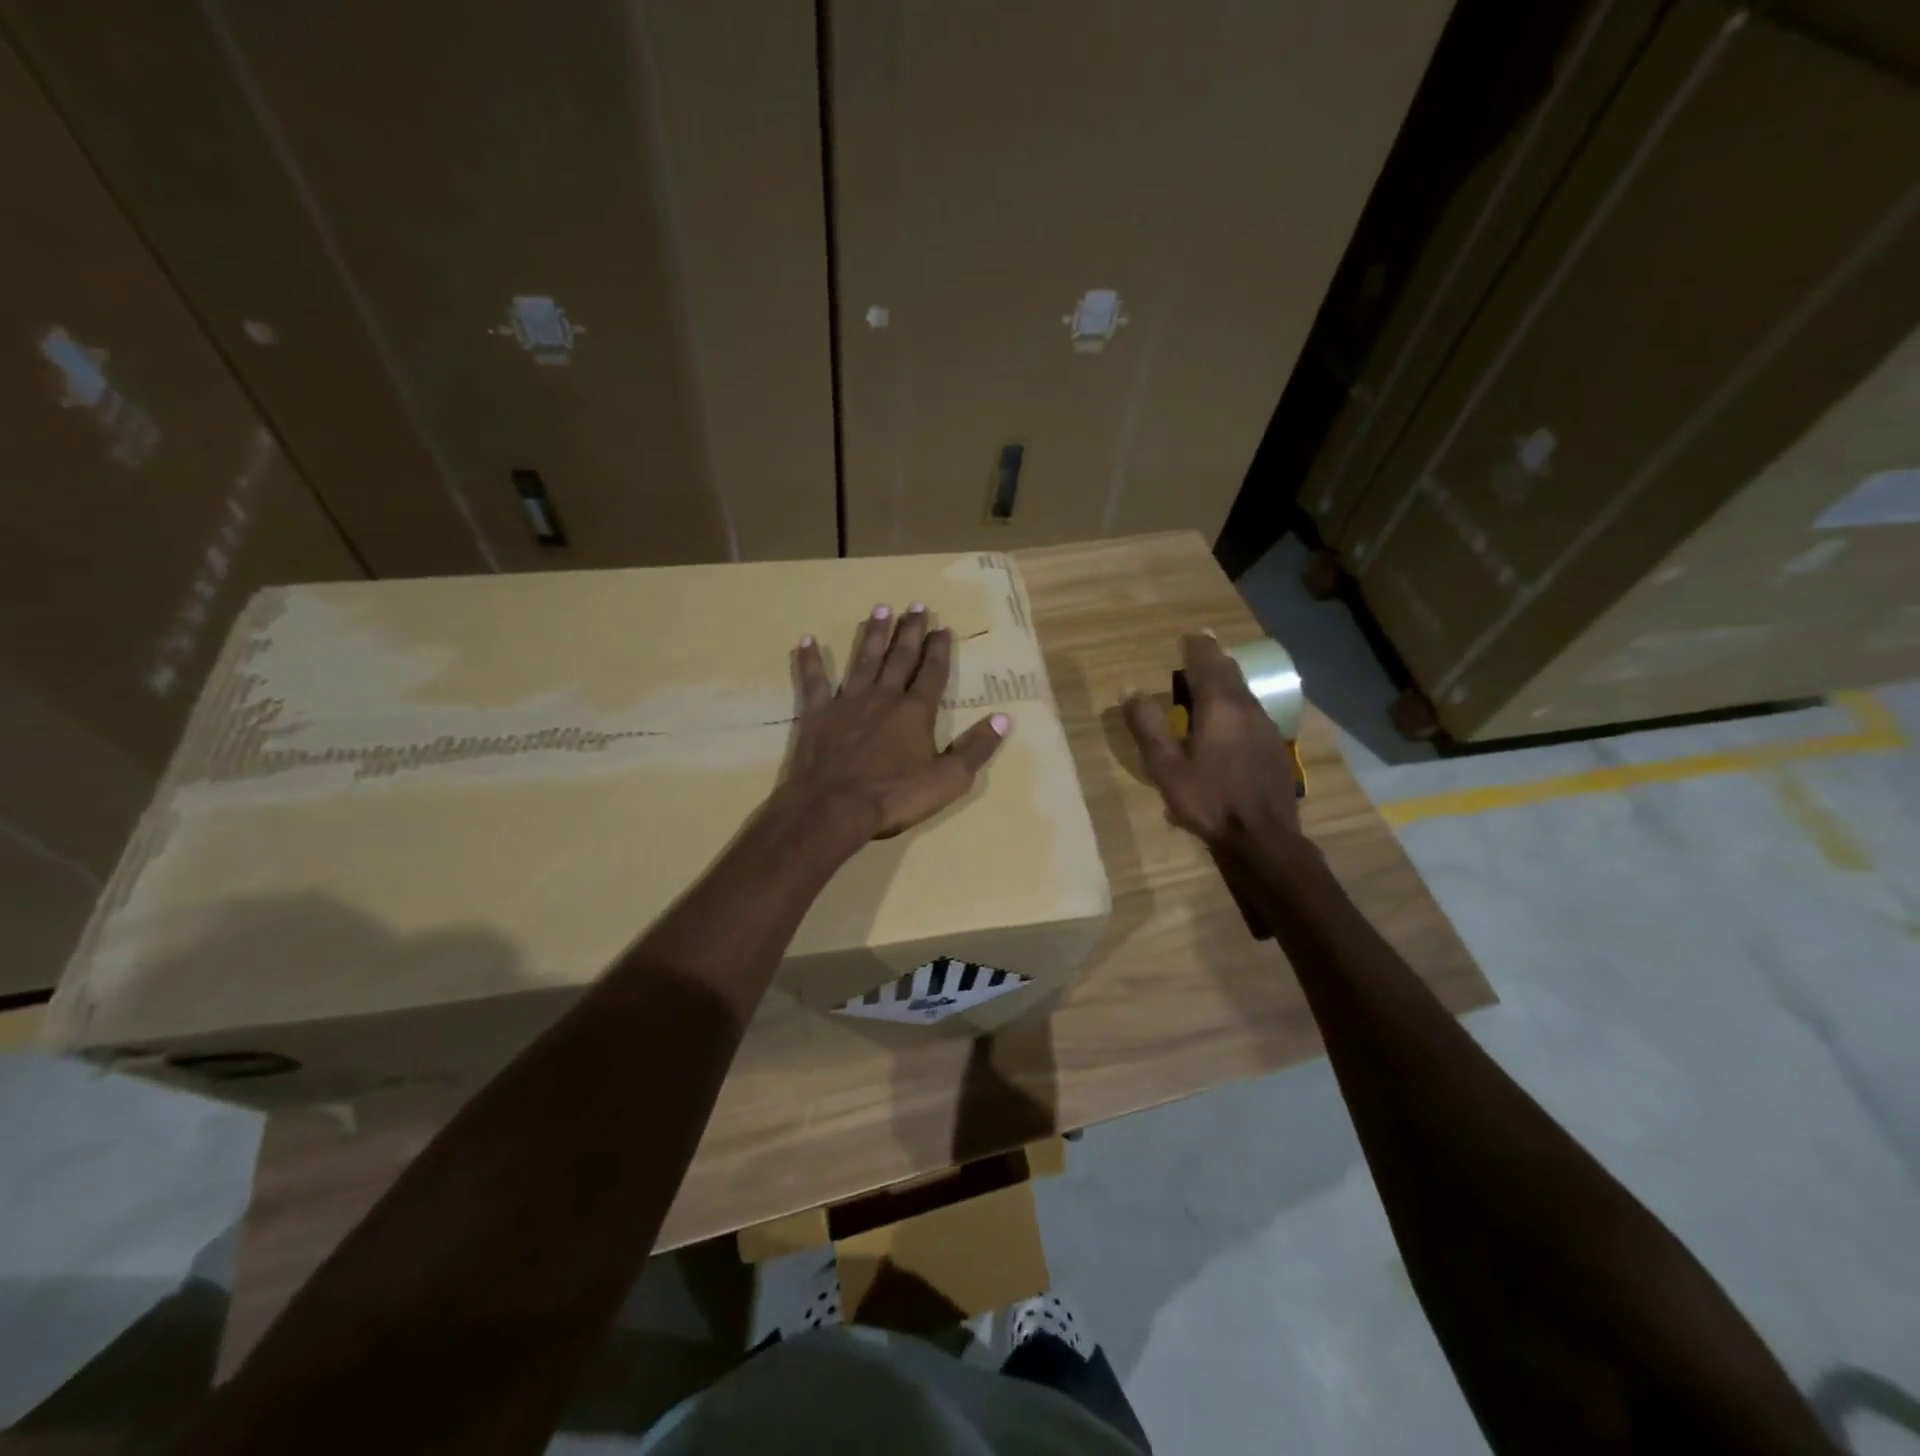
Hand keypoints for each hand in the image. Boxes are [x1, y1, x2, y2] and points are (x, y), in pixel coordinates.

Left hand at [786, 604, 1008, 839]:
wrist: (835, 807)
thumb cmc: (895, 796)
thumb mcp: (949, 779)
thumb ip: (976, 748)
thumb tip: (1004, 719)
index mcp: (916, 712)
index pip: (932, 673)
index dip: (939, 650)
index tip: (943, 627)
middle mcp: (884, 697)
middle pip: (900, 657)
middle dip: (910, 631)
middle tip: (916, 606)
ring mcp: (848, 703)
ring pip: (864, 660)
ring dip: (873, 635)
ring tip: (880, 609)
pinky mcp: (818, 714)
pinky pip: (814, 681)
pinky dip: (810, 661)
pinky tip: (807, 640)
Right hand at [1122, 634, 1300, 845]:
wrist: (1262, 838)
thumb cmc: (1208, 800)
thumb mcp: (1166, 766)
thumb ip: (1148, 726)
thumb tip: (1128, 689)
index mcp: (1220, 706)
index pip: (1208, 662)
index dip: (1197, 646)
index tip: (1190, 634)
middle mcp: (1247, 708)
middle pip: (1231, 673)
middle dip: (1214, 659)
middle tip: (1201, 650)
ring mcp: (1267, 729)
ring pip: (1245, 694)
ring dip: (1227, 684)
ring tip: (1212, 683)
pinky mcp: (1275, 749)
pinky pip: (1253, 715)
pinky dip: (1237, 707)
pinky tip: (1230, 725)